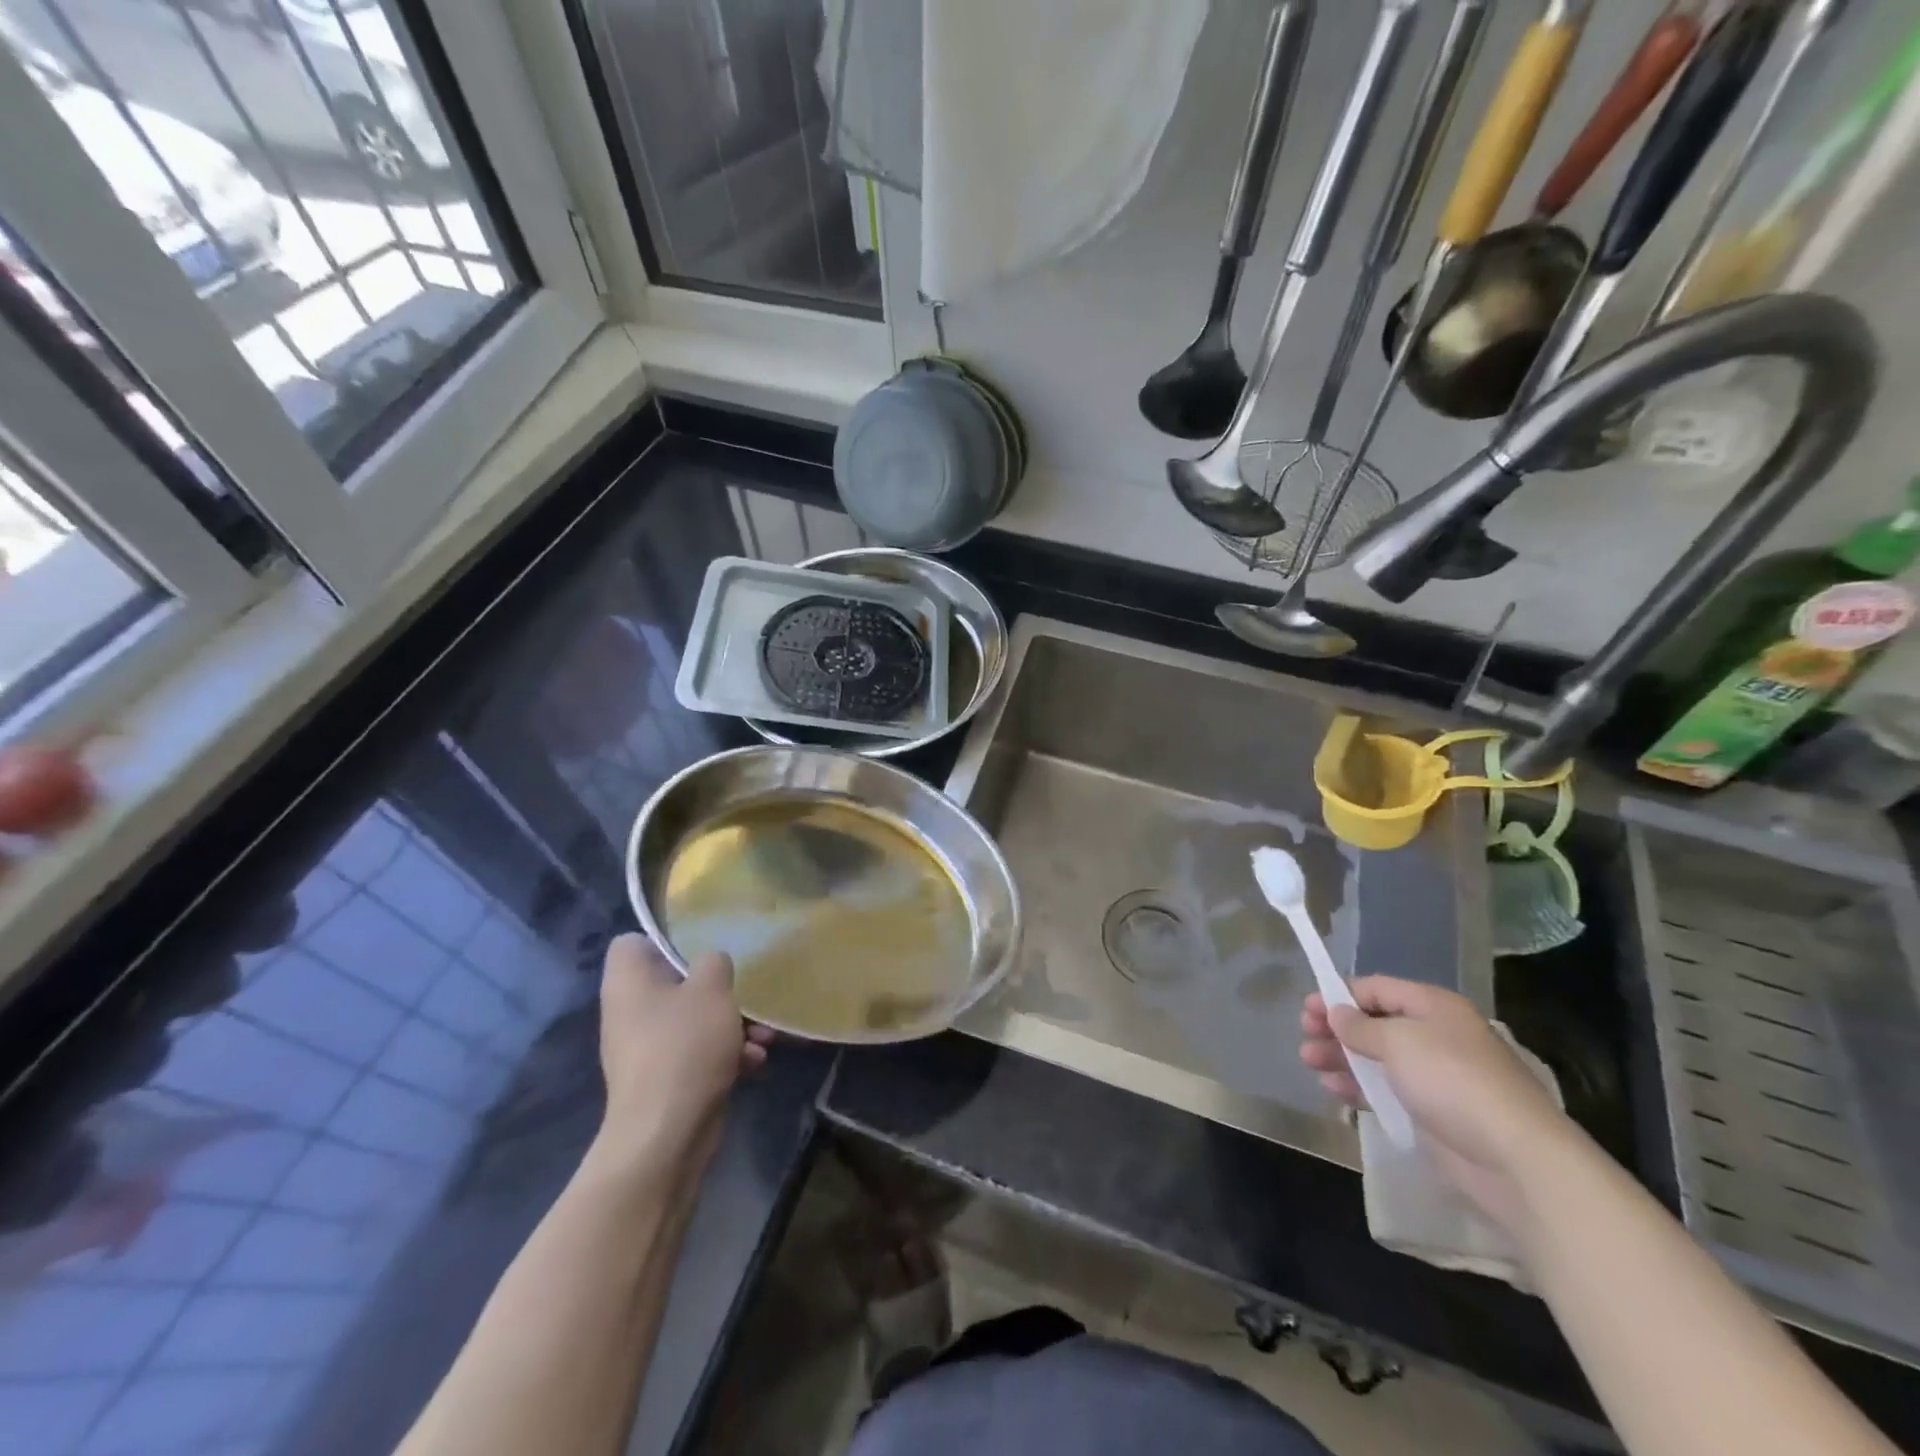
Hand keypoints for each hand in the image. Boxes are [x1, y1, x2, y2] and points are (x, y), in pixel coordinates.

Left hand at [592, 935, 771, 1175]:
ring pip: (694, 1019)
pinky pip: (699, 1052)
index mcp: (628, 982)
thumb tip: (710, 965)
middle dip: (718, 989)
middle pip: (675, 982)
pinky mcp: (666, 1079)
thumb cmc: (684, 1047)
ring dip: (732, 1025)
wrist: (666, 1135)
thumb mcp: (711, 989)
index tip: (702, 945)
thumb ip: (714, 963)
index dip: (665, 939)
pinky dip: (726, 1054)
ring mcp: (647, 1048)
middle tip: (745, 994)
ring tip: (764, 1037)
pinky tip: (755, 1064)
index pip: (633, 942)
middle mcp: (631, 1011)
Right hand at [1299, 977, 1577, 1231]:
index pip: (1377, 988)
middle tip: (1305, 1036)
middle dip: (1337, 1028)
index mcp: (1433, 1006)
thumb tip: (1337, 1013)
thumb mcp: (1398, 1041)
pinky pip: (1387, 1090)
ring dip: (1342, 1057)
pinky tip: (1334, 1090)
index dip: (1340, 995)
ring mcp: (1435, 1075)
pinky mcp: (1432, 1112)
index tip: (1307, 1008)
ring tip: (1310, 1062)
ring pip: (1377, 1057)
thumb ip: (1360, 1026)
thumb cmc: (1452, 1081)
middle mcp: (1435, 1035)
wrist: (1513, 1158)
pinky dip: (1359, 1086)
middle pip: (1375, 1023)